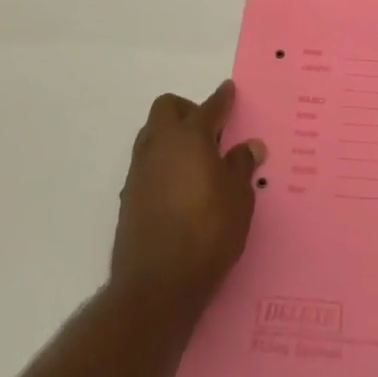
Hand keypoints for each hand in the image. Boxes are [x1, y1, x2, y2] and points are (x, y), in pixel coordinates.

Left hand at [109, 81, 265, 312]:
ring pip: (152, 134)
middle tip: (210, 133)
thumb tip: (249, 146)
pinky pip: (146, 163)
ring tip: (195, 161)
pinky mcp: (128, 196)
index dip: (222, 98)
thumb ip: (241, 166)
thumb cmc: (207, 233)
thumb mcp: (239, 198)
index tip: (229, 90)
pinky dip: (162, 163)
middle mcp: (160, 145)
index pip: (209, 107)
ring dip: (171, 136)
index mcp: (190, 136)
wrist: (157, 286)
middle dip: (188, 110)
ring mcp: (140, 170)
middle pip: (168, 108)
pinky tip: (179, 187)